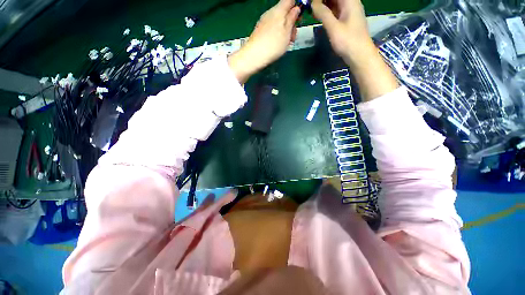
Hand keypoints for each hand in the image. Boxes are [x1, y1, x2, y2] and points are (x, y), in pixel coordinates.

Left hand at [229, 0, 300, 83]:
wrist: (254, 56)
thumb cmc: (273, 45)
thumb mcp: (287, 32)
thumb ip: (292, 18)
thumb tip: (296, 8)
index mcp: (279, 10)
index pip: (290, 0)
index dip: (297, 7)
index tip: (299, 18)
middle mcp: (270, 12)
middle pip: (284, 12)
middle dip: (291, 22)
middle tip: (293, 36)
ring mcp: (264, 21)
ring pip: (278, 21)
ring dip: (285, 30)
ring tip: (286, 43)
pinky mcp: (260, 30)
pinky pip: (272, 28)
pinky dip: (277, 34)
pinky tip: (278, 44)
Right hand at [312, 0, 397, 100]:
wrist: (359, 55)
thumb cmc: (348, 41)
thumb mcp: (333, 27)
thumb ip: (323, 14)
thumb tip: (312, 3)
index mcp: (349, 1)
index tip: (311, 2)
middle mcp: (350, 3)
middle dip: (321, 0)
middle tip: (310, 5)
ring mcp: (349, 11)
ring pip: (335, 2)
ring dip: (323, 4)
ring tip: (312, 9)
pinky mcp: (347, 20)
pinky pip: (335, 10)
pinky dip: (327, 11)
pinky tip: (319, 15)